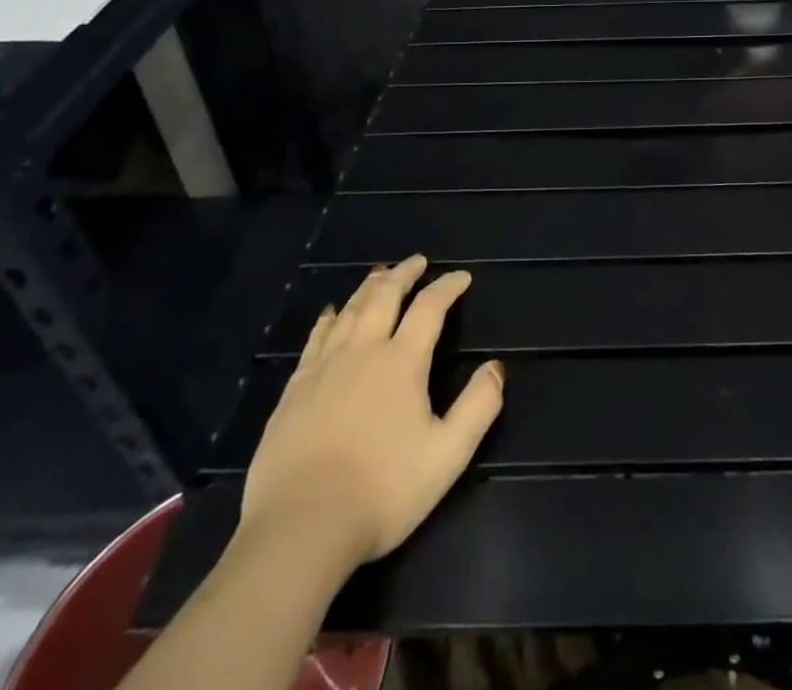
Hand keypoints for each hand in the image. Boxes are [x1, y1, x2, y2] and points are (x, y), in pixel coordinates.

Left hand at [240, 255, 504, 568]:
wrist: (300, 529)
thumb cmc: (383, 491)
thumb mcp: (448, 455)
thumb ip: (478, 407)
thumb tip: (496, 368)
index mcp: (402, 362)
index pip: (429, 308)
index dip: (447, 287)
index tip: (461, 277)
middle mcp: (363, 351)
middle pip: (384, 297)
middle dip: (404, 274)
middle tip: (416, 261)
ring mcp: (324, 368)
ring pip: (349, 311)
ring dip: (368, 288)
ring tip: (379, 275)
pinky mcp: (295, 391)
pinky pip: (315, 339)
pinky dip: (327, 319)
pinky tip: (329, 314)